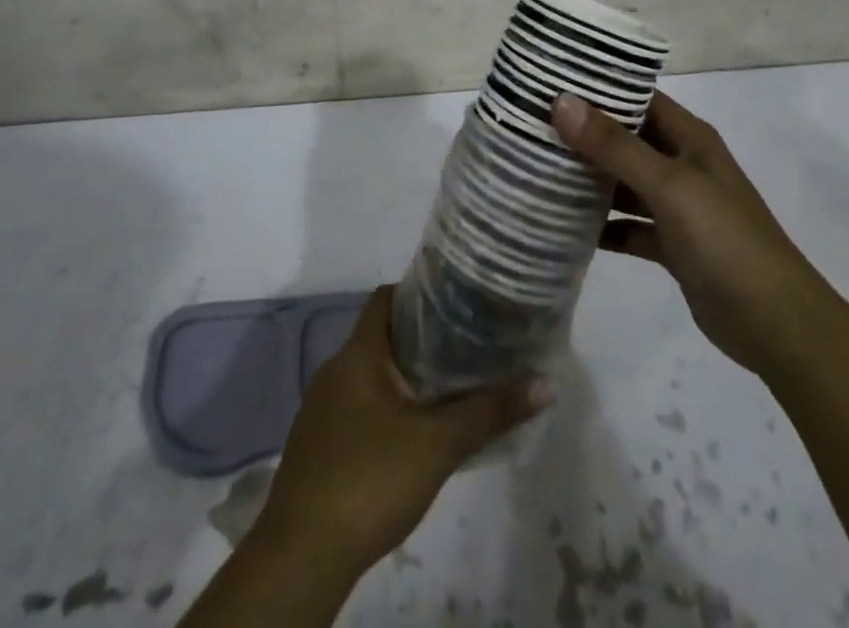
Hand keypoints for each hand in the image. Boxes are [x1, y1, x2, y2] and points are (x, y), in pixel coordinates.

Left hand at [251, 286, 552, 574]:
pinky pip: (359, 404)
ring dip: (407, 375)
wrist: (302, 556)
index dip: (420, 293)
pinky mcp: (320, 442)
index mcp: (358, 354)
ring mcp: (323, 408)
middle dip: (422, 338)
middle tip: (467, 345)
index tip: (457, 301)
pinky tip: (414, 430)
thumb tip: (545, 383)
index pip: (386, 298)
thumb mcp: (438, 445)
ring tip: (451, 384)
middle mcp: (336, 369)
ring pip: (371, 373)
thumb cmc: (370, 480)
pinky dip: (388, 405)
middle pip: (382, 335)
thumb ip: (489, 412)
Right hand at [553, 90, 830, 376]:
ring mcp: (678, 206)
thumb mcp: (669, 185)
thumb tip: (561, 102)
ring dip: (589, 179)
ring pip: (623, 183)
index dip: (597, 88)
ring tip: (537, 169)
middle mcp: (682, 164)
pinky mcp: (672, 245)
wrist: (778, 326)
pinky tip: (565, 226)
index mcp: (689, 138)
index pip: (638, 97)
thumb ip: (615, 146)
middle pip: (625, 139)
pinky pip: (628, 225)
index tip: (548, 82)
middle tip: (529, 126)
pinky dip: (603, 225)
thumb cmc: (726, 241)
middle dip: (583, 133)